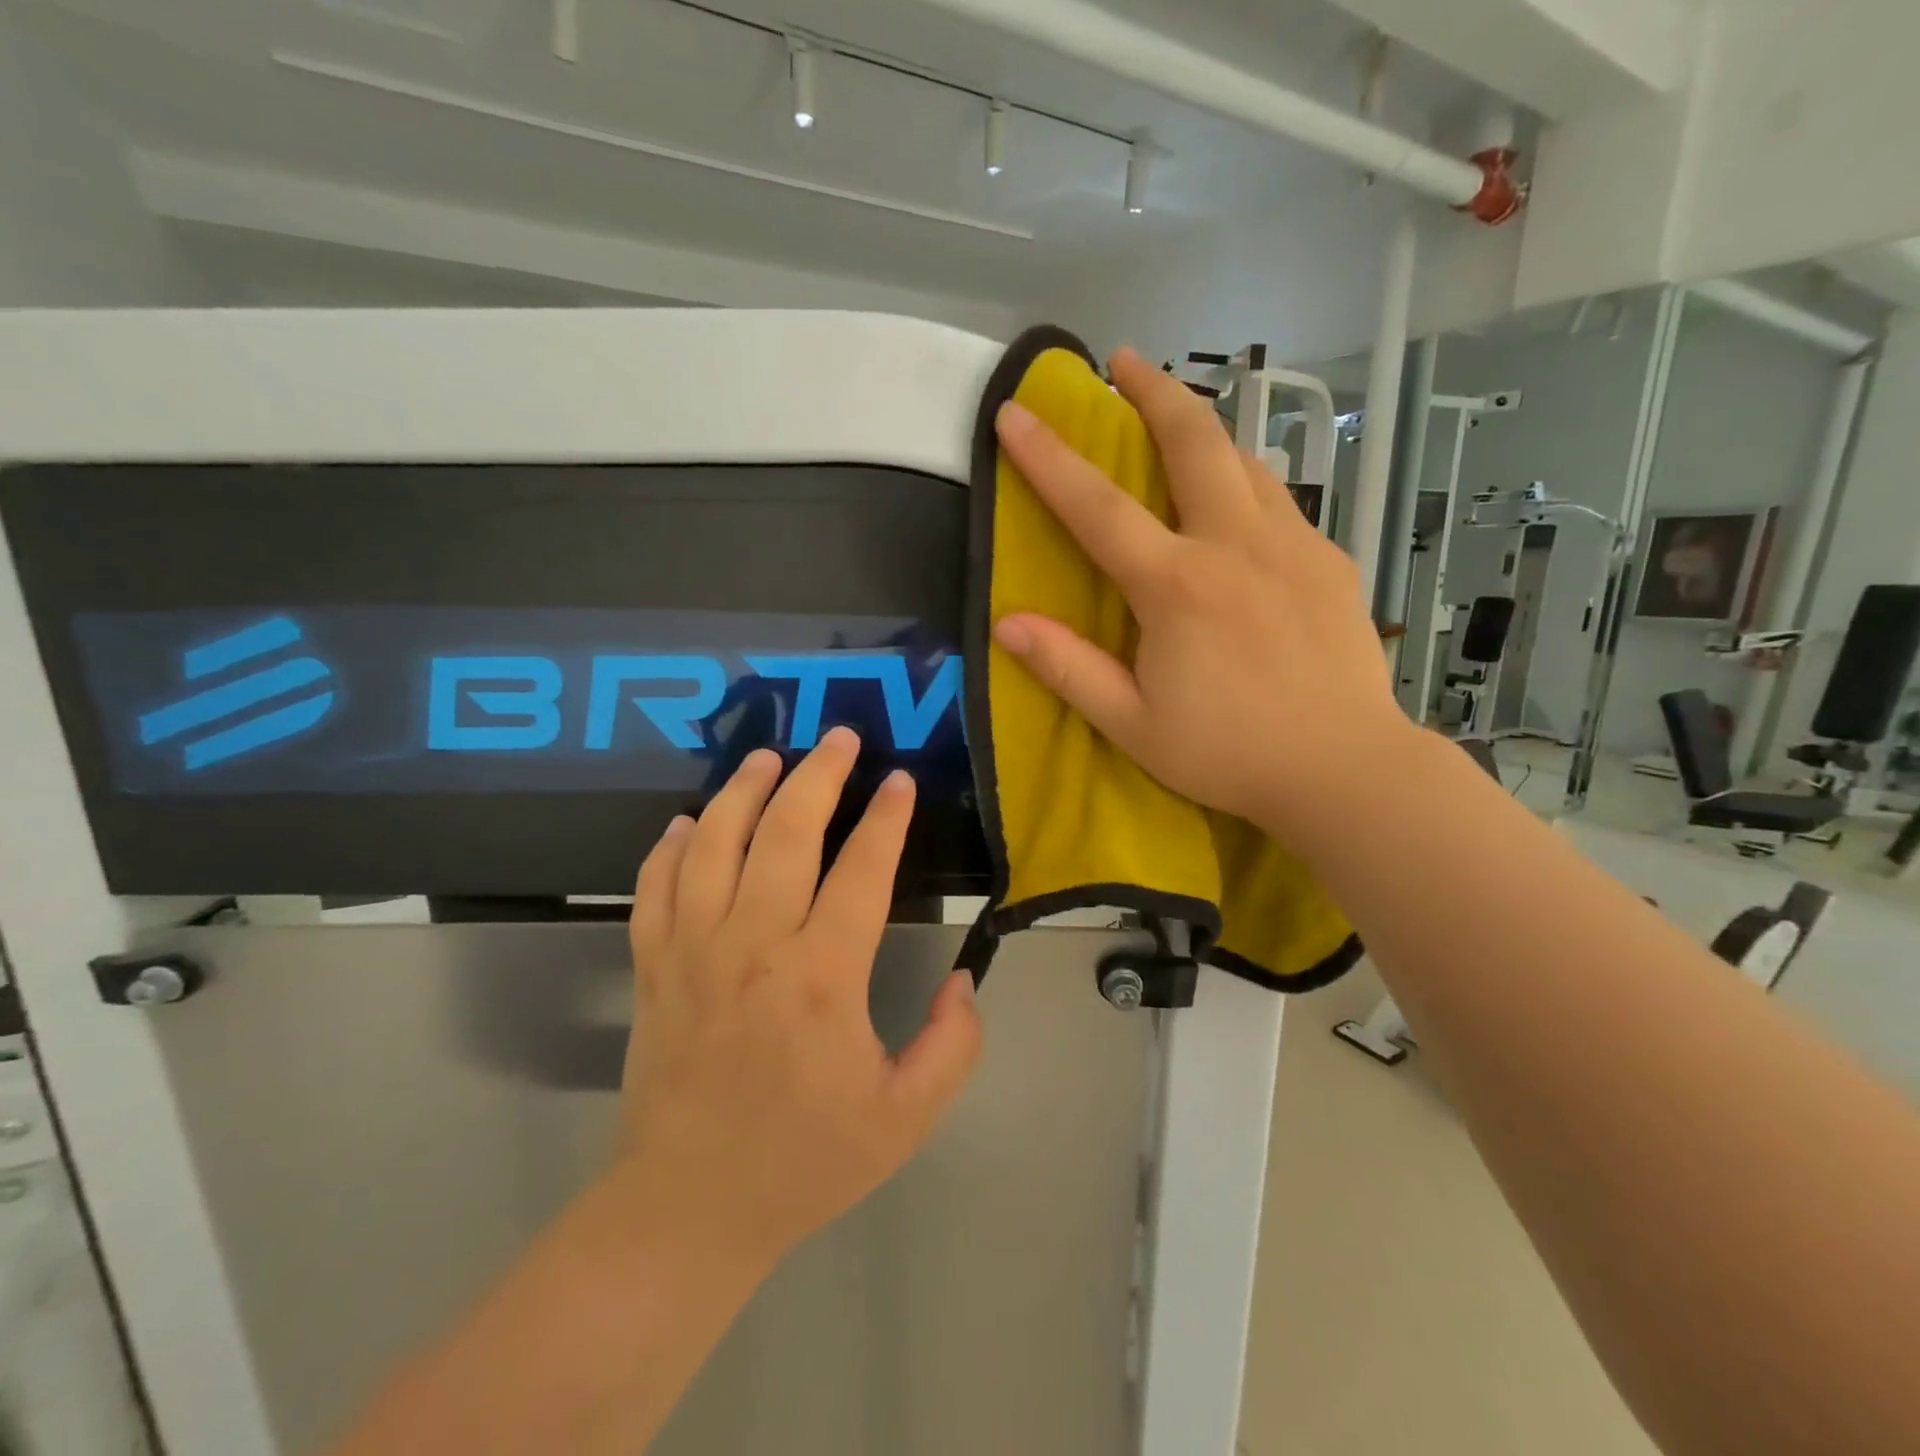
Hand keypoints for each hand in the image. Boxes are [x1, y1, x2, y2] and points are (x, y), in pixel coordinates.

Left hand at [614, 727, 982, 1268]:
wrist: (687, 1211)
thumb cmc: (803, 1162)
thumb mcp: (904, 1119)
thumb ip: (952, 1046)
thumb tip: (964, 980)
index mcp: (820, 977)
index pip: (861, 871)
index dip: (886, 819)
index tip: (900, 781)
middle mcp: (753, 946)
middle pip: (786, 835)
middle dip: (819, 776)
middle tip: (839, 738)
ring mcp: (692, 951)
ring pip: (714, 844)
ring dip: (742, 792)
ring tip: (768, 757)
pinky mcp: (652, 967)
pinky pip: (654, 887)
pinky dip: (669, 846)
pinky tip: (688, 822)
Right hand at [991, 347, 1406, 843]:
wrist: (1344, 770)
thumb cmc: (1228, 753)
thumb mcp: (1132, 724)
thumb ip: (1068, 669)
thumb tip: (1007, 624)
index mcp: (1176, 586)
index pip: (1097, 507)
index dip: (1048, 457)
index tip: (1014, 412)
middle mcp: (1234, 546)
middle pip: (1194, 441)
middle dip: (1154, 390)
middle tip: (1124, 361)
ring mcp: (1291, 545)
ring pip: (1243, 460)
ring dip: (1204, 428)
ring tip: (1176, 422)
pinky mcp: (1328, 560)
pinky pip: (1277, 500)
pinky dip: (1244, 482)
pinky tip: (1235, 504)